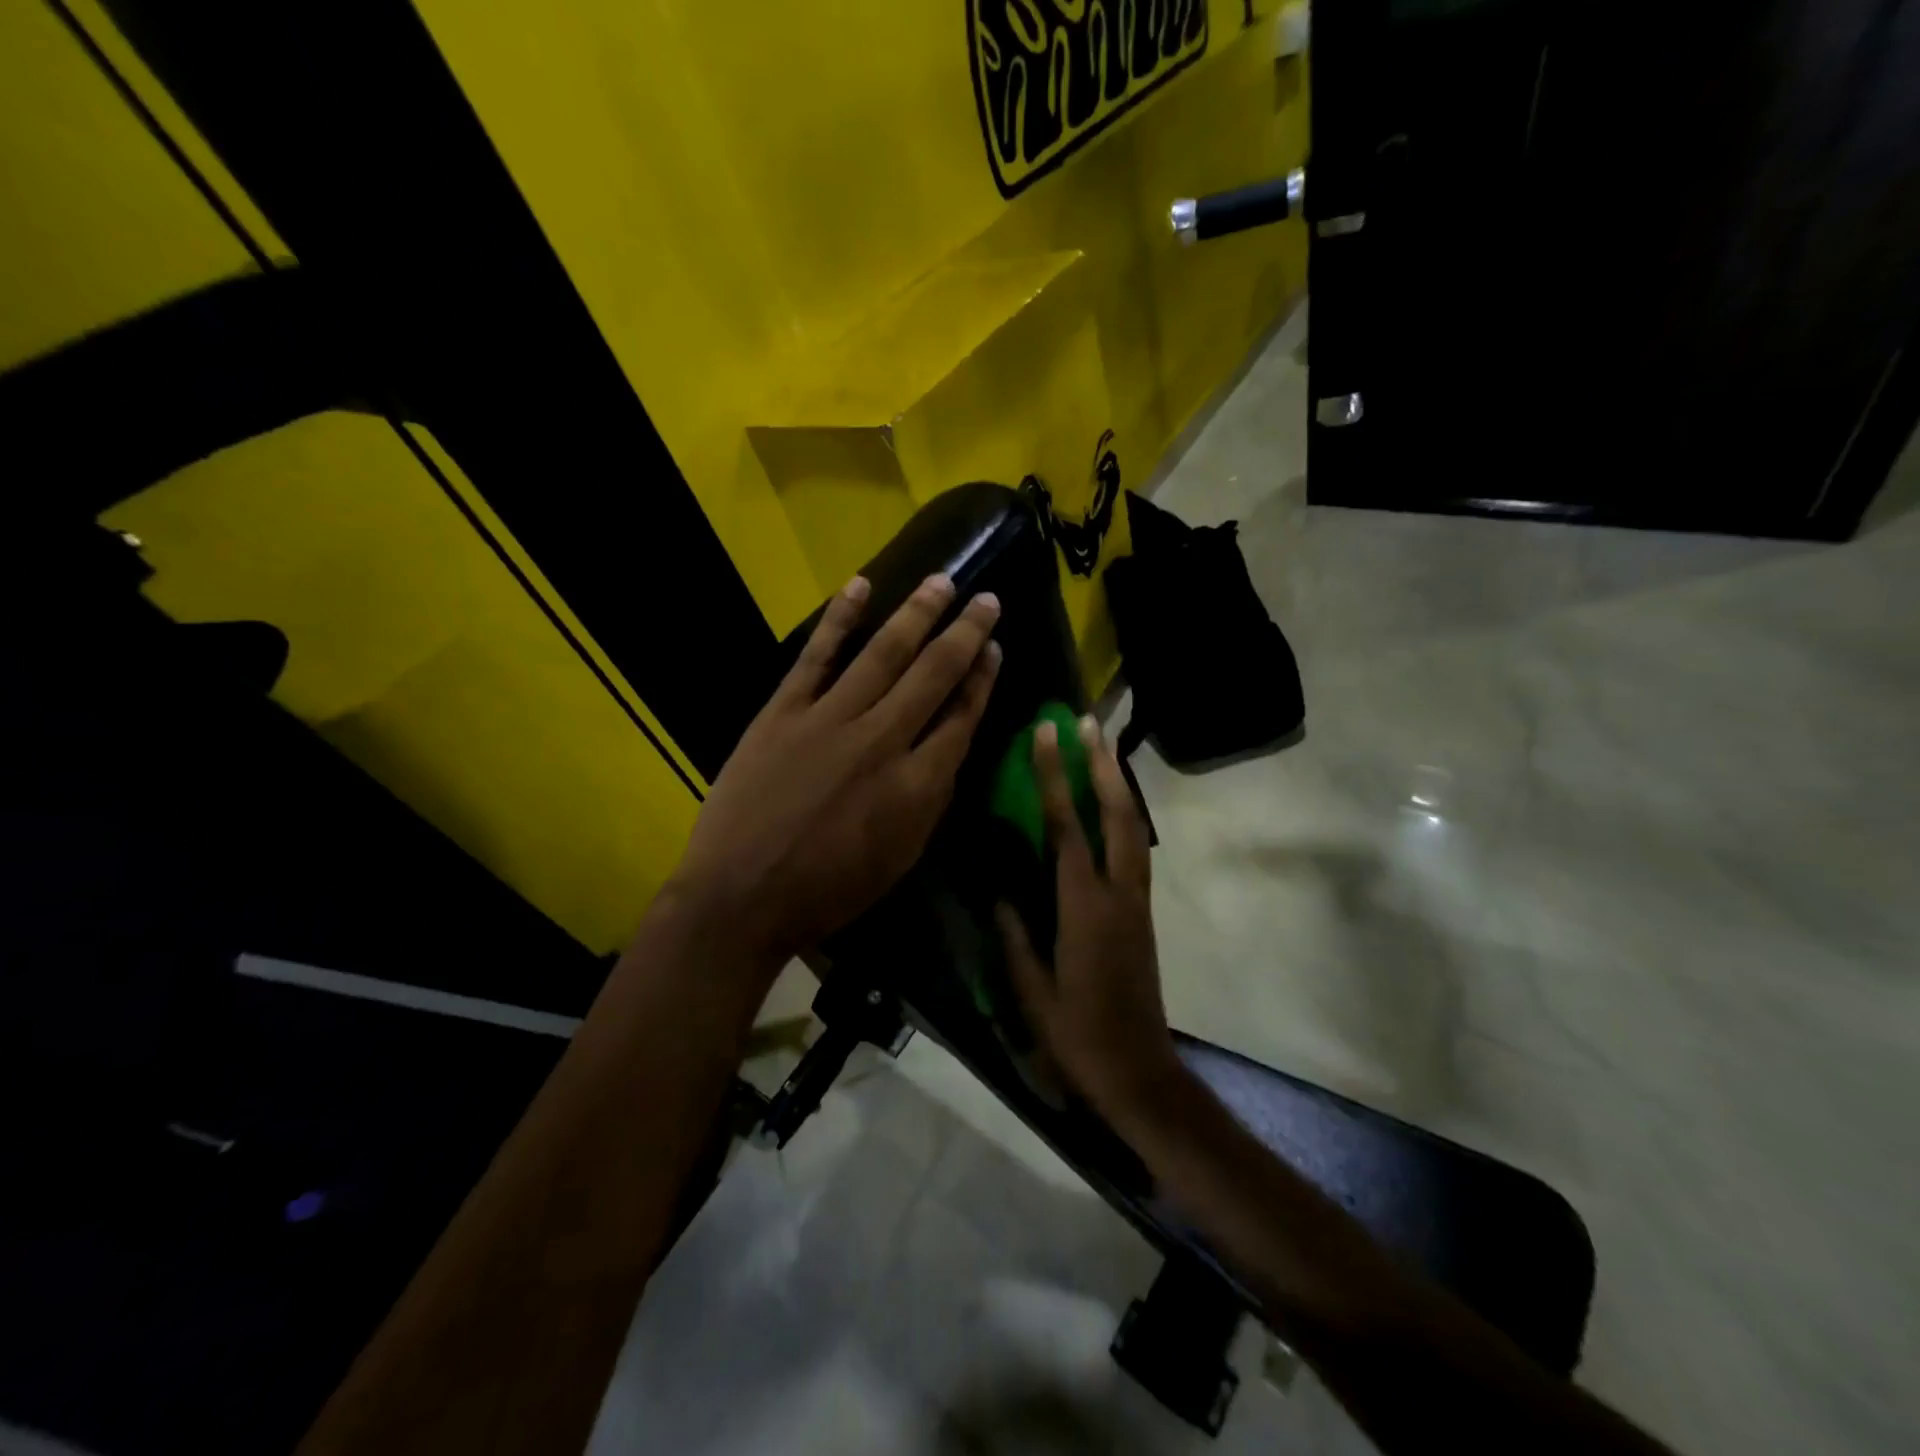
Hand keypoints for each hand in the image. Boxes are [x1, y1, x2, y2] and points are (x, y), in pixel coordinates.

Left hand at [665, 573, 1000, 976]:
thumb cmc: (828, 890)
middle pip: (934, 674)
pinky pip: (816, 656)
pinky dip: (839, 618)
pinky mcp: (784, 711)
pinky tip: (860, 585)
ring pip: (884, 653)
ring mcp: (830, 719)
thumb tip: (946, 753)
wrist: (742, 896)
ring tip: (943, 581)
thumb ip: (929, 802)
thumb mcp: (900, 858)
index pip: (962, 718)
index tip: (994, 650)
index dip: (982, 680)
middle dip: (965, 634)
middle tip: (987, 599)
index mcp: (917, 784)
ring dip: (917, 613)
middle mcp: (882, 740)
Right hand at [998, 716, 1181, 1127]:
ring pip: (1134, 828)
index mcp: (1084, 908)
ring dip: (1119, 783)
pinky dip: (1125, 814)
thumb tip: (998, 892)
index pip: (1068, 827)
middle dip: (1102, 764)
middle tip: (1088, 721)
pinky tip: (1112, 802)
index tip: (1049, 733)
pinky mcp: (1142, 912)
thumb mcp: (1032, 991)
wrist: (1139, 1072)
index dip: (1057, 776)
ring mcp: (1137, 901)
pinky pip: (1135, 849)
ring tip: (1104, 746)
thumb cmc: (1077, 1036)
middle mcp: (1118, 893)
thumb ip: (1015, 936)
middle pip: (1117, 814)